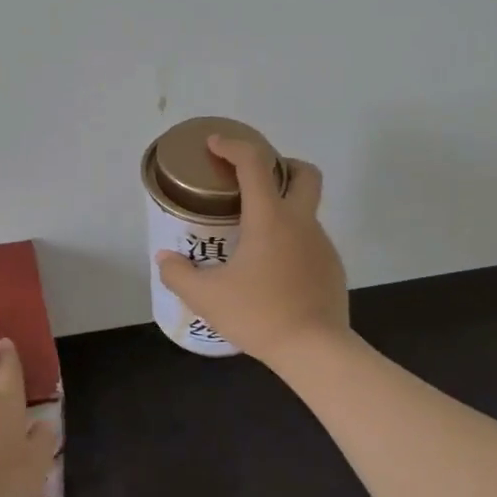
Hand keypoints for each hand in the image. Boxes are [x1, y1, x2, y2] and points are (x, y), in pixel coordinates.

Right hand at [155, 135, 351, 367]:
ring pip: (306, 209)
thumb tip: (164, 258)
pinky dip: (291, 240)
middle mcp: (300, 222)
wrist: (317, 352)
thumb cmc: (260, 315)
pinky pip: (309, 240)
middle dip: (282, 164)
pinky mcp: (331, 267)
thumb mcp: (206, 297)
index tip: (214, 145)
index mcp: (270, 218)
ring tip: (252, 235)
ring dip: (283, 208)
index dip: (233, 146)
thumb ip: (178, 274)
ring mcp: (321, 244)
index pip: (254, 163)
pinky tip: (272, 268)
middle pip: (304, 173)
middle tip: (254, 180)